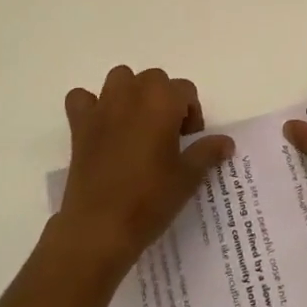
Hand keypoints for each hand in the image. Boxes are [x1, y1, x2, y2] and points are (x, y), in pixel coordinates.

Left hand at [55, 66, 234, 277]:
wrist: (100, 228)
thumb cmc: (150, 200)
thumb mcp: (188, 178)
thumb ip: (208, 152)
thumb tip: (226, 142)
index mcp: (162, 101)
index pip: (186, 90)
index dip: (192, 114)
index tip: (189, 142)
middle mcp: (132, 93)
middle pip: (155, 79)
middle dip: (164, 99)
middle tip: (167, 136)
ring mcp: (103, 106)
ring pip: (120, 79)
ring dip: (131, 93)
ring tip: (137, 125)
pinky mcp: (80, 124)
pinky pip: (82, 98)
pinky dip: (91, 106)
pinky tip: (100, 127)